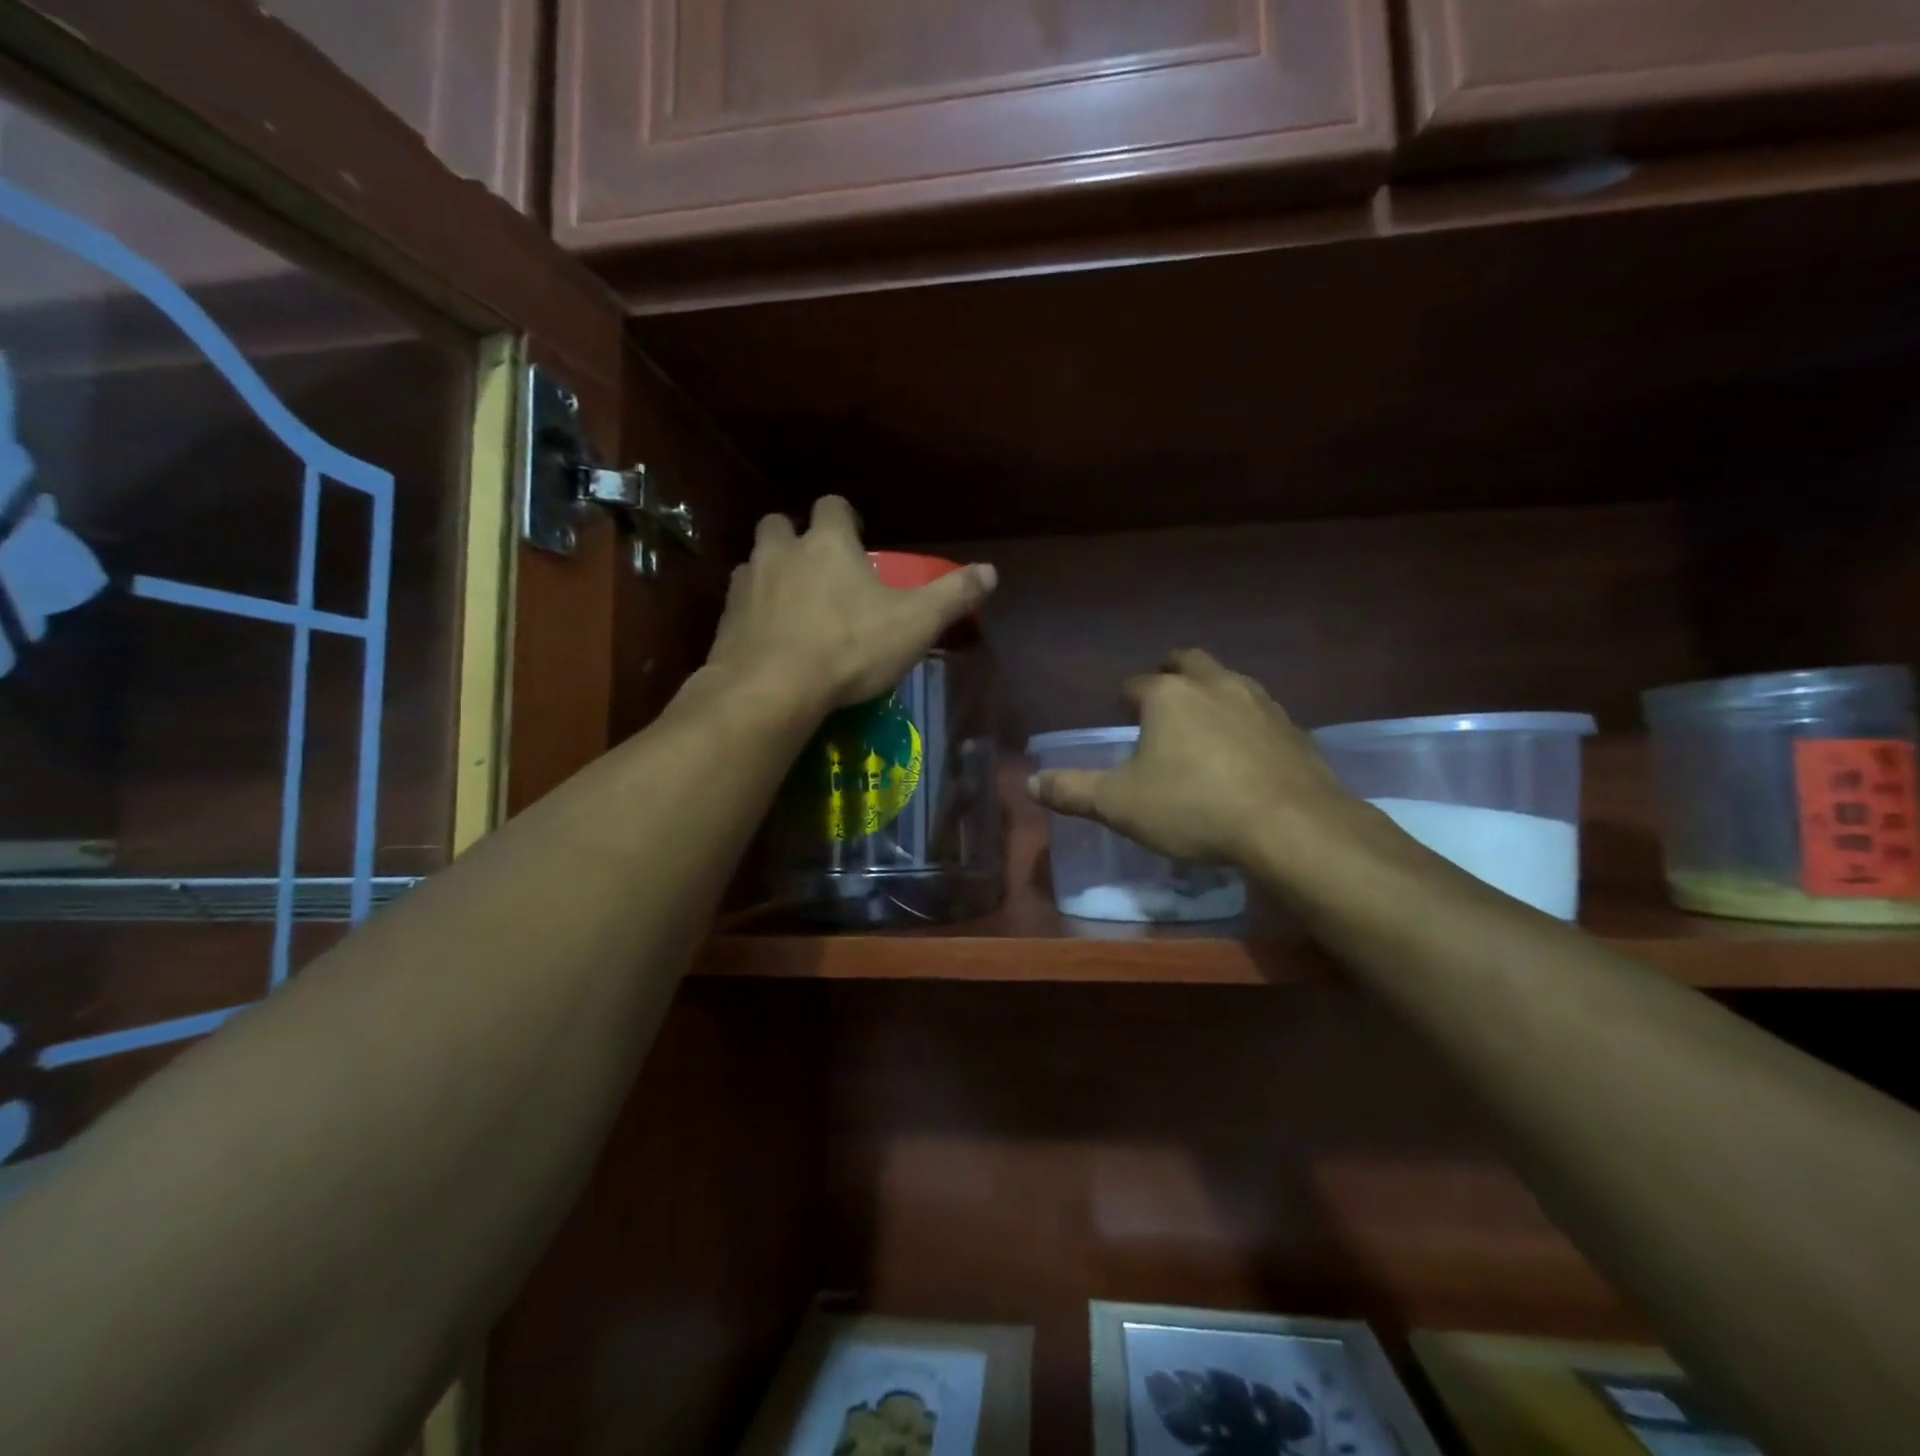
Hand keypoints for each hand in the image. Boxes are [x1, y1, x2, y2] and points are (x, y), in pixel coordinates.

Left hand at [706, 496, 996, 710]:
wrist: (773, 689)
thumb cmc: (850, 648)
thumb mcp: (915, 623)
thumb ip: (952, 596)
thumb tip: (991, 572)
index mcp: (827, 543)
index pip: (832, 506)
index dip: (845, 517)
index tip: (857, 534)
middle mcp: (781, 552)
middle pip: (780, 524)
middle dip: (797, 538)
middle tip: (818, 567)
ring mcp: (747, 585)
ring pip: (755, 563)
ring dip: (772, 574)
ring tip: (793, 605)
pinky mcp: (725, 621)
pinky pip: (739, 605)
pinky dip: (754, 613)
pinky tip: (770, 639)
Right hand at [1029, 650, 1368, 869]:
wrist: (1291, 826)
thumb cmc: (1194, 807)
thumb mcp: (1120, 805)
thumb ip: (1073, 792)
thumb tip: (1030, 783)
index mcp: (1169, 696)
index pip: (1136, 685)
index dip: (1125, 698)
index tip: (1121, 712)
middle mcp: (1215, 686)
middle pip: (1189, 662)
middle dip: (1172, 672)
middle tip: (1163, 694)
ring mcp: (1261, 703)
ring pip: (1230, 681)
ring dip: (1212, 692)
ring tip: (1203, 721)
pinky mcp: (1294, 729)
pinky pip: (1262, 713)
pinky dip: (1246, 722)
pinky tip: (1245, 752)